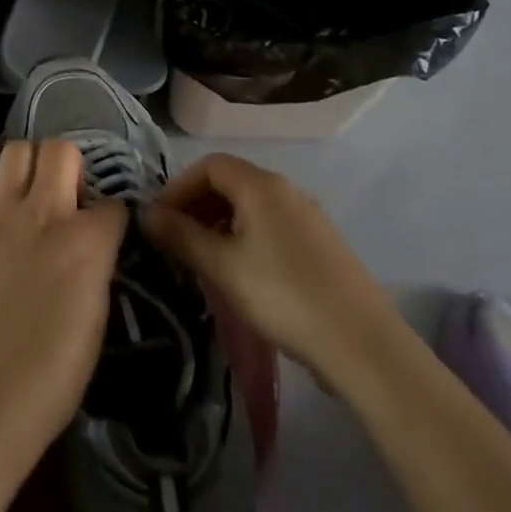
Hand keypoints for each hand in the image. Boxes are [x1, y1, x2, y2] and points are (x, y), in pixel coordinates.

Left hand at [0, 140, 128, 462]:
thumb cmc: (57, 367)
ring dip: (31, 165)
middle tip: (68, 196)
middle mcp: (45, 214)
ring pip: (18, 150)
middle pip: (61, 150)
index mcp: (87, 242)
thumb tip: (95, 238)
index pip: (113, 204)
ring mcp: (2, 215)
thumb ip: (98, 260)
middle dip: (72, 166)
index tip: (107, 230)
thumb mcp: (99, 312)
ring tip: (33, 193)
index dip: (113, 216)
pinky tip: (2, 210)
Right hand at [142, 153, 404, 392]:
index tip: (161, 219)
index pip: (208, 165)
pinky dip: (246, 236)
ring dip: (220, 222)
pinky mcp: (322, 244)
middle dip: (197, 204)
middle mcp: (286, 190)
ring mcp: (308, 216)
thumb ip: (181, 235)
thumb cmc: (283, 296)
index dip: (179, 187)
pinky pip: (272, 225)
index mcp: (261, 185)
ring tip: (204, 259)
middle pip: (231, 182)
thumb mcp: (222, 266)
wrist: (363, 346)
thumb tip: (148, 214)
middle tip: (177, 239)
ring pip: (252, 206)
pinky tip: (242, 273)